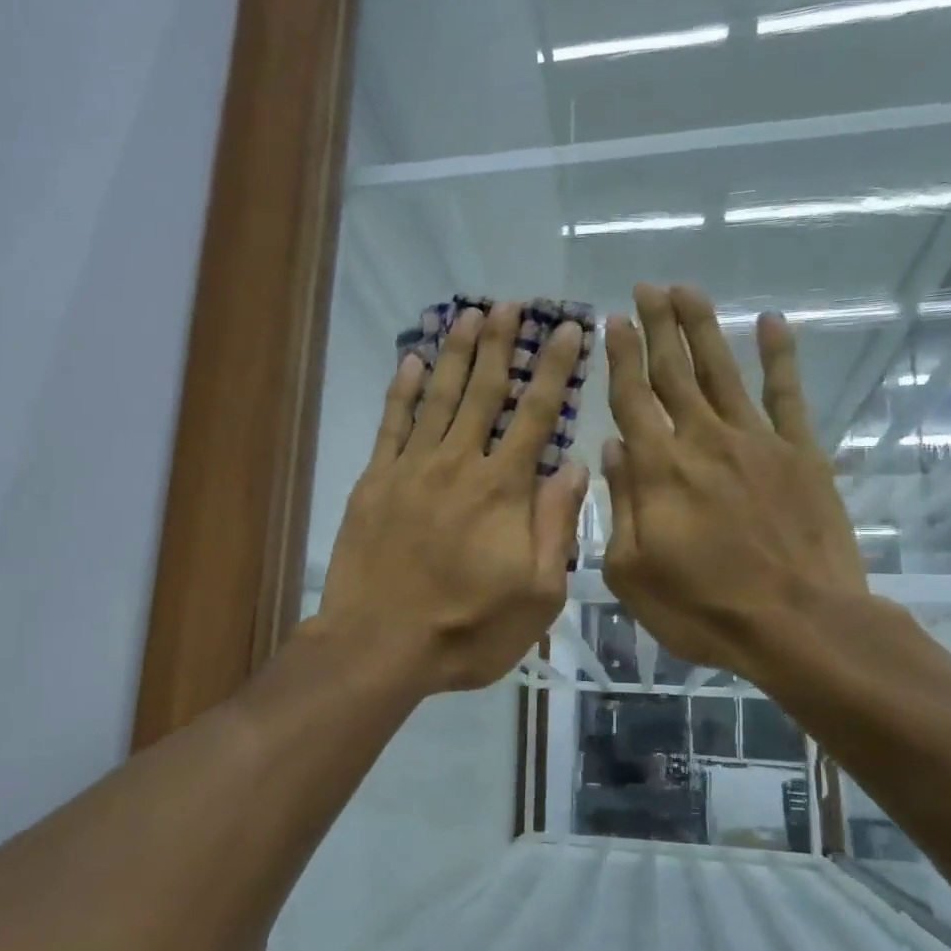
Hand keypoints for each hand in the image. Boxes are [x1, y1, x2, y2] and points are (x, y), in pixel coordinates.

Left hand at [316, 302, 589, 693]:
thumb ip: (557, 526)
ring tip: (470, 316)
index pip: (537, 414)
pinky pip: (392, 424)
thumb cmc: (467, 630)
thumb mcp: (537, 594)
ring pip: (440, 397)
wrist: (380, 645)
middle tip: (513, 305)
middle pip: (485, 391)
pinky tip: (413, 361)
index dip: (555, 369)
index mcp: (504, 489)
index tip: (569, 330)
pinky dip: (403, 390)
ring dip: (457, 354)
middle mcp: (459, 464)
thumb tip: (576, 466)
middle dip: (502, 344)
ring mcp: (411, 468)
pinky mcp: (375, 481)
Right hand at [601, 284, 868, 684]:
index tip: (612, 320)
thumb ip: (619, 504)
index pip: (632, 398)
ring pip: (723, 371)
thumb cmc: (704, 608)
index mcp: (659, 469)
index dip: (620, 356)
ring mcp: (757, 442)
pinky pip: (788, 395)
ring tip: (687, 289)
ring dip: (703, 327)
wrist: (799, 625)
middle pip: (675, 371)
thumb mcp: (632, 571)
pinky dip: (780, 356)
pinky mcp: (802, 454)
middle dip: (657, 327)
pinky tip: (774, 322)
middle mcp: (704, 441)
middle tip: (646, 288)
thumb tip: (612, 448)